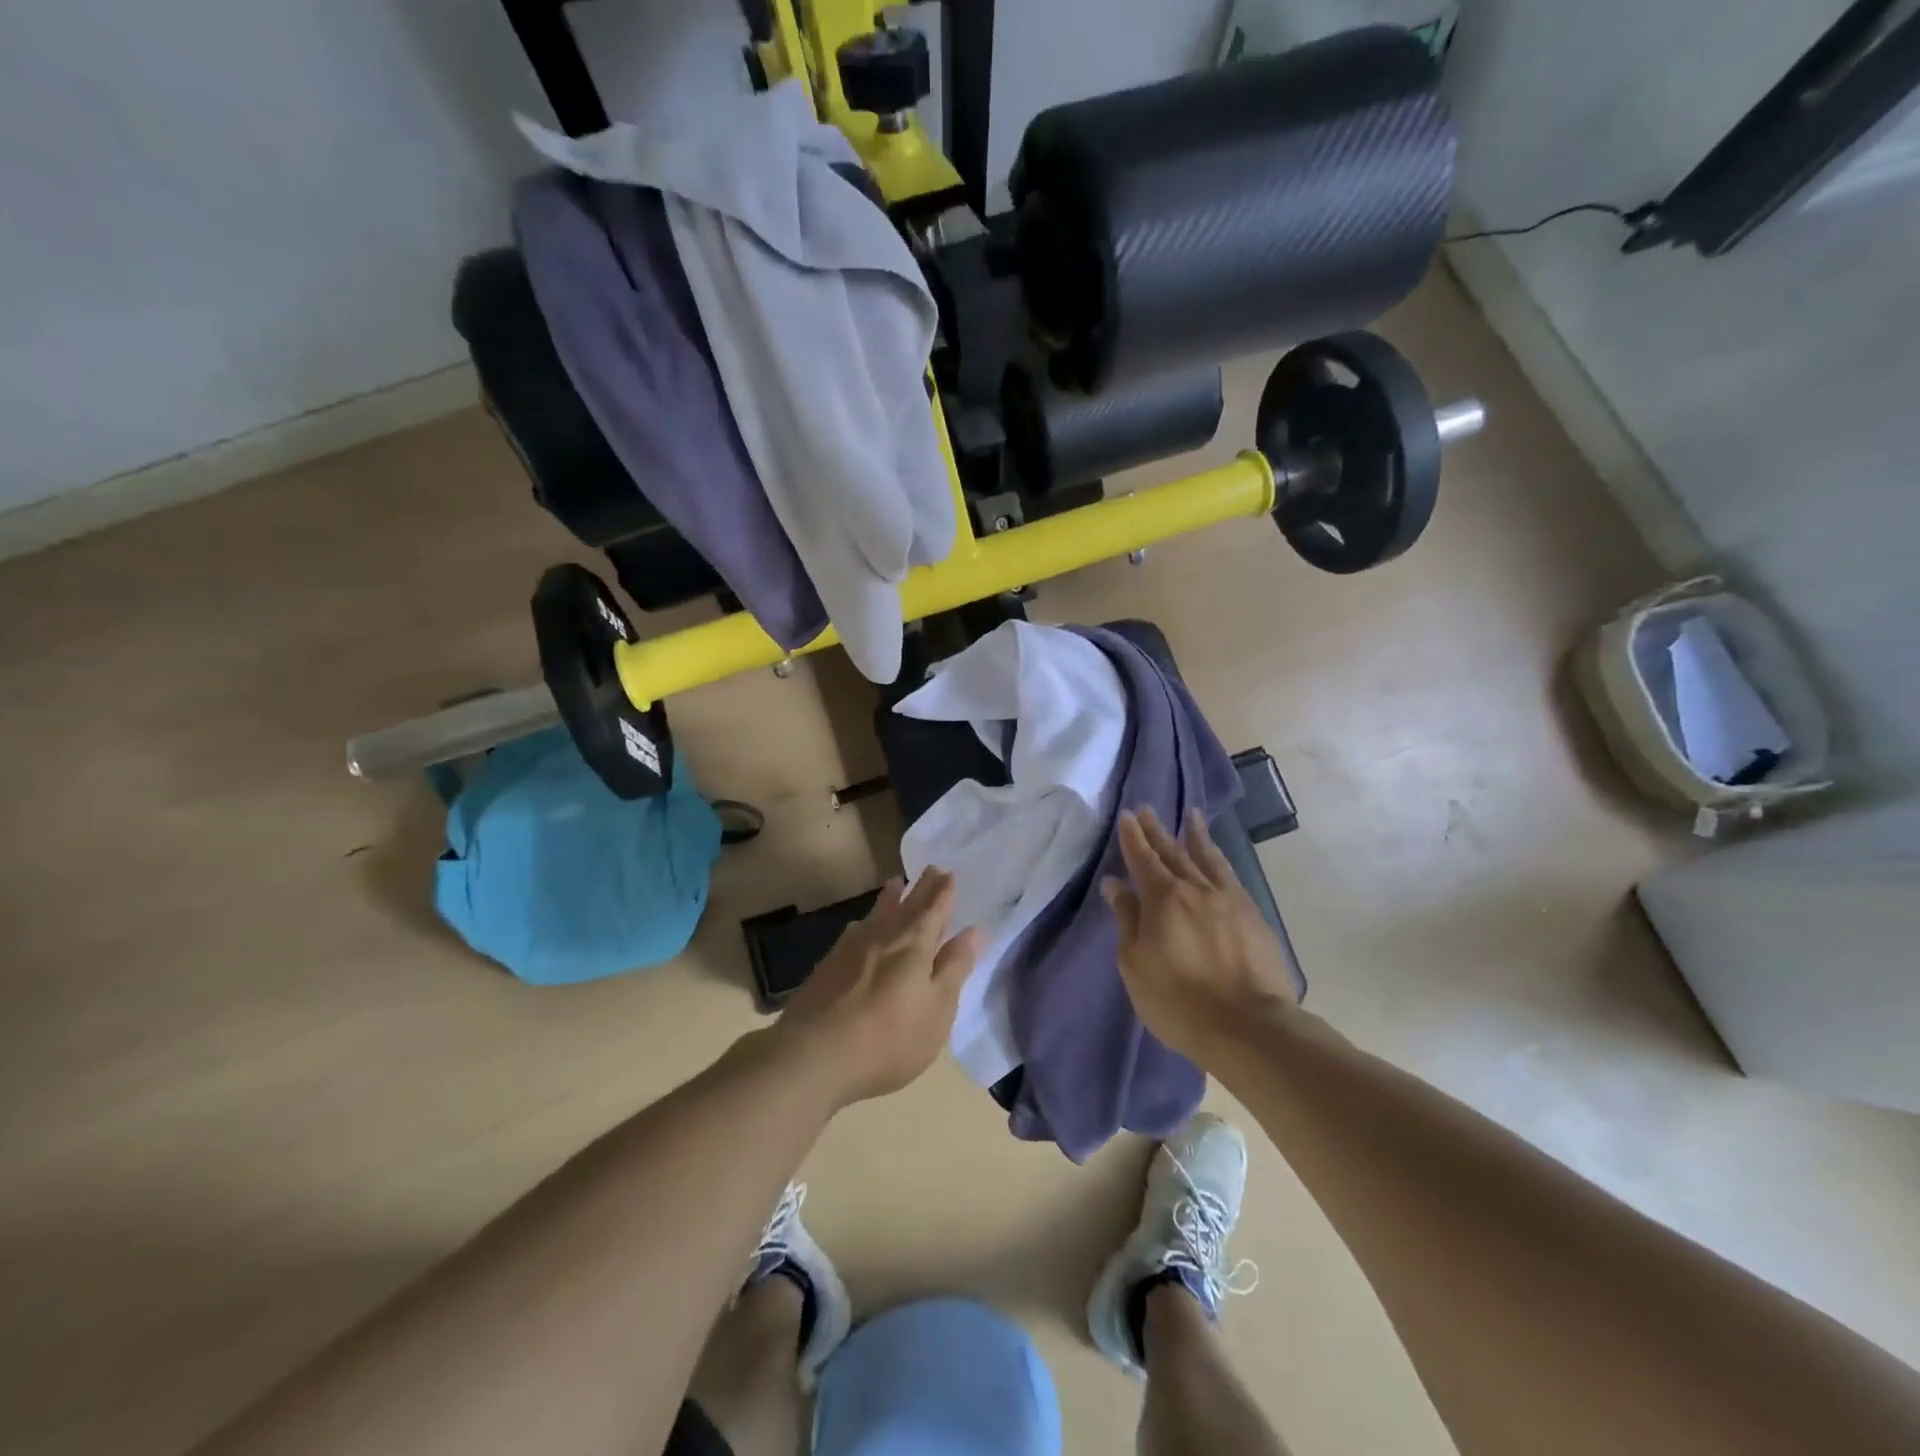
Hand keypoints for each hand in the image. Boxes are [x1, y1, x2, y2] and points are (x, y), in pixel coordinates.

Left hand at [771, 869, 982, 1107]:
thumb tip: (975, 930)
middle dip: (922, 888)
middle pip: (907, 906)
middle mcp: (883, 937)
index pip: (934, 910)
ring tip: (896, 883)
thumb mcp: (937, 1008)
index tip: (949, 873)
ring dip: (890, 898)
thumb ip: (954, 967)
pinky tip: (859, 926)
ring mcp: (851, 949)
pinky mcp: (828, 966)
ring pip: (877, 914)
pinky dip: (864, 922)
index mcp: (915, 945)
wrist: (815, 1055)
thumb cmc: (890, 1038)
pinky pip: (853, 931)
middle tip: (931, 868)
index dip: (943, 892)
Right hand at [1102, 807, 1299, 1063]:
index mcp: (1163, 898)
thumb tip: (1115, 884)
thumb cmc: (1178, 1000)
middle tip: (1147, 809)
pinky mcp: (1254, 916)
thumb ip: (1126, 919)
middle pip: (1174, 852)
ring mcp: (1230, 900)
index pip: (1143, 859)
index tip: (1127, 816)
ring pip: (1208, 858)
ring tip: (1191, 815)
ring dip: (1196, 835)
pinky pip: (1231, 876)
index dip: (1133, 837)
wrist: (1249, 1027)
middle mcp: (1196, 889)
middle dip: (1158, 831)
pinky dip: (1220, 859)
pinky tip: (1218, 858)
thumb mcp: (1136, 963)